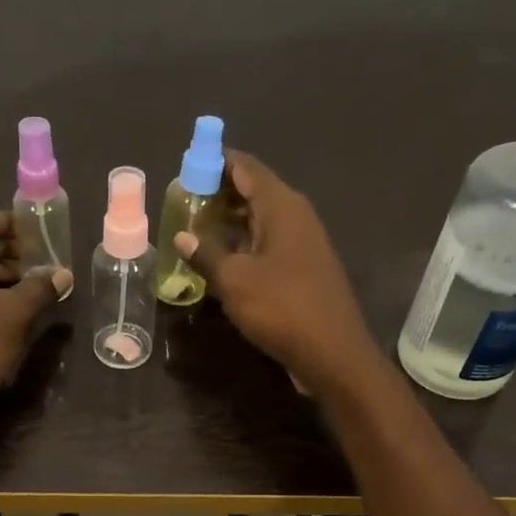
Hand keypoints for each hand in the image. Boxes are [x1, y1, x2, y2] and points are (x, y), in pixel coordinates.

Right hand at [176, 151, 380, 397]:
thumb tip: (182, 237)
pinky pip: (267, 242)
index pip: (245, 166)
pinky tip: (220, 259)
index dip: (215, 162)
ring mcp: (302, 242)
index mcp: (281, 206)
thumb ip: (206, 254)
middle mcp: (295, 215)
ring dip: (229, 221)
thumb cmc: (282, 308)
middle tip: (182, 202)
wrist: (333, 353)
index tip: (186, 168)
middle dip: (218, 193)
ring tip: (193, 229)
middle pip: (253, 190)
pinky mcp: (302, 267)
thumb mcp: (234, 281)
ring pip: (259, 219)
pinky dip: (242, 243)